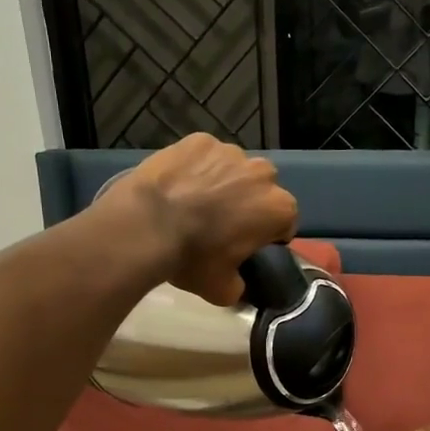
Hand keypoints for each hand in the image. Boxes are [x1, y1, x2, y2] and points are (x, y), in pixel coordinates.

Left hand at [99, 134, 298, 304]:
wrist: (145, 224)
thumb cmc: (192, 258)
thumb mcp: (222, 290)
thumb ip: (240, 287)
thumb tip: (238, 285)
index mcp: (279, 208)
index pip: (284, 223)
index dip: (266, 236)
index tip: (246, 246)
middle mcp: (263, 173)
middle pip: (262, 190)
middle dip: (248, 203)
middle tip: (219, 224)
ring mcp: (230, 152)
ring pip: (234, 169)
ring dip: (223, 182)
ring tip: (194, 202)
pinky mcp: (199, 140)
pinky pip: (205, 155)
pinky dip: (196, 167)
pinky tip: (177, 185)